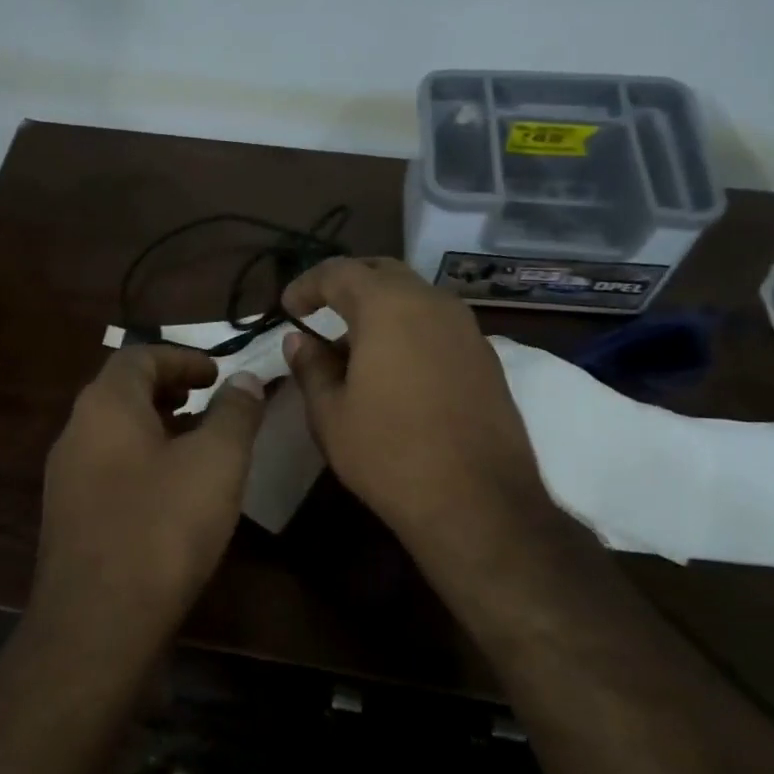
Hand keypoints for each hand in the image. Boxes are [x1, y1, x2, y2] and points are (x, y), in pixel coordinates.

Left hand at [33, 345, 265, 652]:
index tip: (219, 373)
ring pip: (116, 432)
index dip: (183, 357)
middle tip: (211, 400)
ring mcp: (67, 477)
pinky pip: (110, 468)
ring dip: (159, 426)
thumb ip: (234, 413)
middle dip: (171, 389)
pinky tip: (174, 492)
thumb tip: (245, 380)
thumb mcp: (216, 462)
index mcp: (105, 406)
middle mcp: (76, 432)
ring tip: (201, 443)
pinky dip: (144, 460)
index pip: (140, 356)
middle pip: (123, 391)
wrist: (98, 623)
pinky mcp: (71, 517)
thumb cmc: (162, 528)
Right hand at [282, 257, 550, 570]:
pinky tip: (393, 369)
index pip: (340, 271)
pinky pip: (437, 325)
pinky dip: (408, 330)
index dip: (307, 284)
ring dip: (380, 309)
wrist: (477, 501)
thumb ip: (311, 367)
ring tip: (353, 347)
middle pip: (383, 273)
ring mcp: (467, 329)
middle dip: (347, 285)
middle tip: (320, 311)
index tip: (288, 307)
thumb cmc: (389, 453)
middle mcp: (433, 304)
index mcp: (389, 307)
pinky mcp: (486, 358)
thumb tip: (299, 341)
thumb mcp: (331, 414)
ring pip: (415, 298)